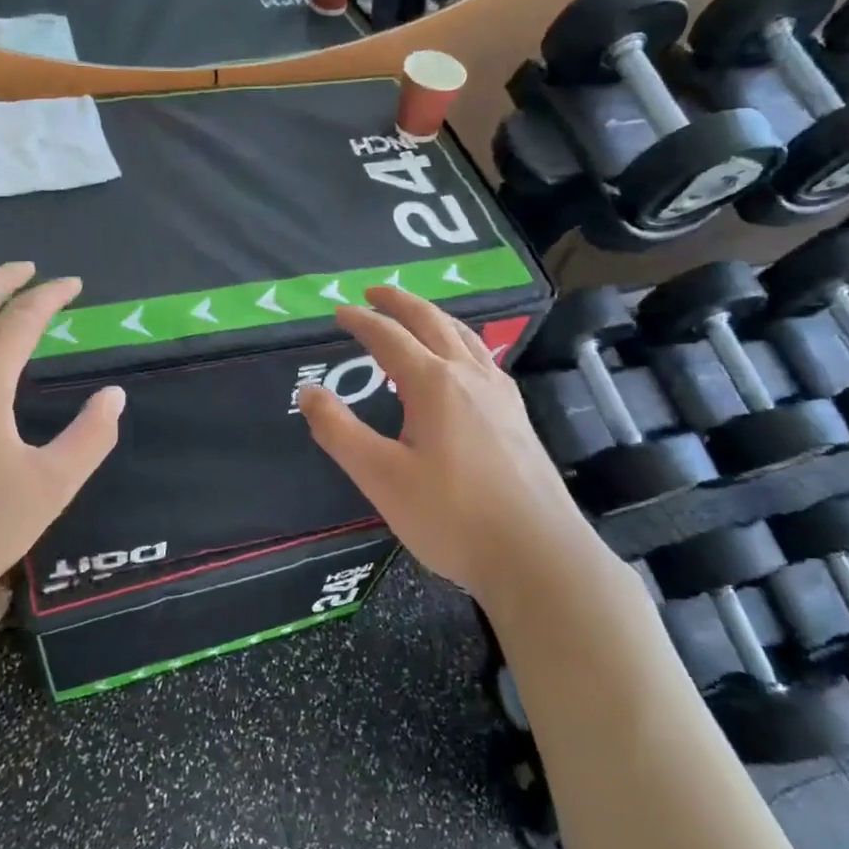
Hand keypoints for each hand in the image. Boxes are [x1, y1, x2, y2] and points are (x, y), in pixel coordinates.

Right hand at [297, 287, 602, 604]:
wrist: (538, 555)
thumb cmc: (452, 517)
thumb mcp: (381, 477)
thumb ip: (339, 431)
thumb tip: (309, 391)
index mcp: (434, 384)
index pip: (389, 338)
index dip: (361, 321)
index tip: (338, 312)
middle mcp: (470, 376)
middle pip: (432, 322)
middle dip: (401, 303)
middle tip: (375, 292)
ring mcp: (501, 395)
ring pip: (464, 337)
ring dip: (434, 317)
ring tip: (416, 315)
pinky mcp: (518, 417)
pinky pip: (484, 359)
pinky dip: (461, 342)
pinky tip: (463, 363)